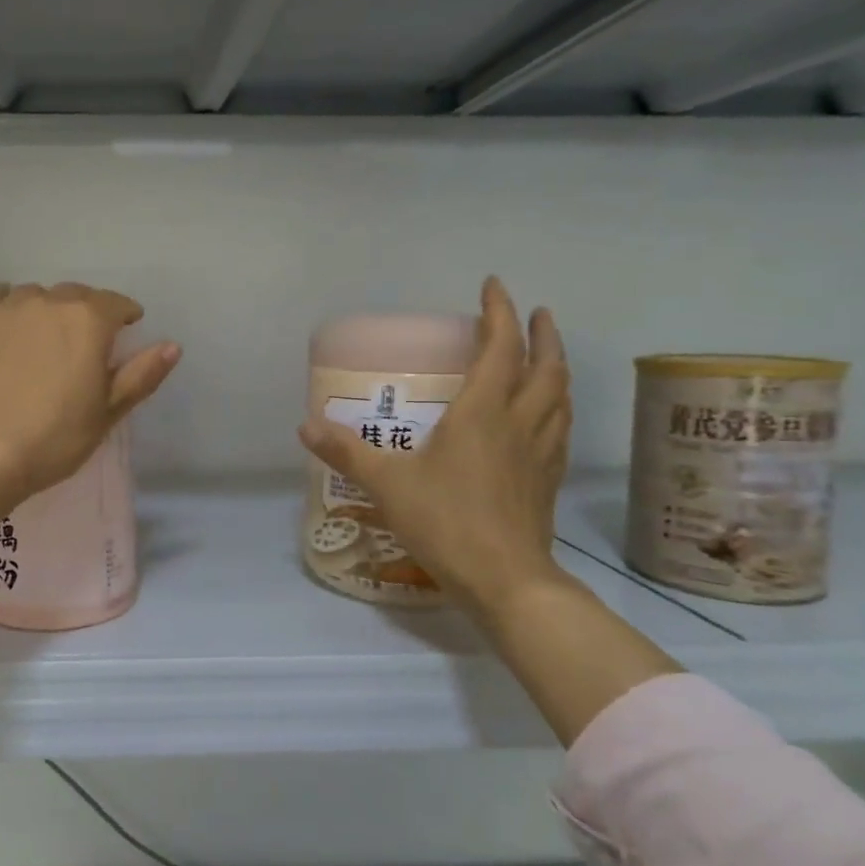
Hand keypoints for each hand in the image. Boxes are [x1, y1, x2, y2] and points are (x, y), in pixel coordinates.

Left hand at [0, 282, 181, 504]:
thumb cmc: (55, 437)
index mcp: (87, 320)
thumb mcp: (108, 412)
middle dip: (83, 311)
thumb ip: (141, 374)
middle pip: (72, 294)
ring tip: (38, 335)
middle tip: (81, 340)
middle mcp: (46, 302)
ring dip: (41, 308)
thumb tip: (172, 346)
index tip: (127, 326)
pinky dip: (1, 309)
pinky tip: (0, 332)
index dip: (124, 314)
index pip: (115, 303)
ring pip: (30, 294)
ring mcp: (1, 309)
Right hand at [298, 278, 570, 619]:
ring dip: (556, 367)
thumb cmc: (445, 522)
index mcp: (483, 412)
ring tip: (546, 356)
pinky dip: (557, 407)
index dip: (499, 313)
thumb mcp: (386, 484)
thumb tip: (305, 426)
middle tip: (535, 313)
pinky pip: (559, 428)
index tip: (494, 285)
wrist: (504, 580)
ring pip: (560, 396)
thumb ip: (346, 452)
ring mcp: (540, 452)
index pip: (499, 347)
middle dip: (541, 334)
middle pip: (545, 366)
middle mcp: (519, 422)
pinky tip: (547, 417)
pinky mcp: (548, 480)